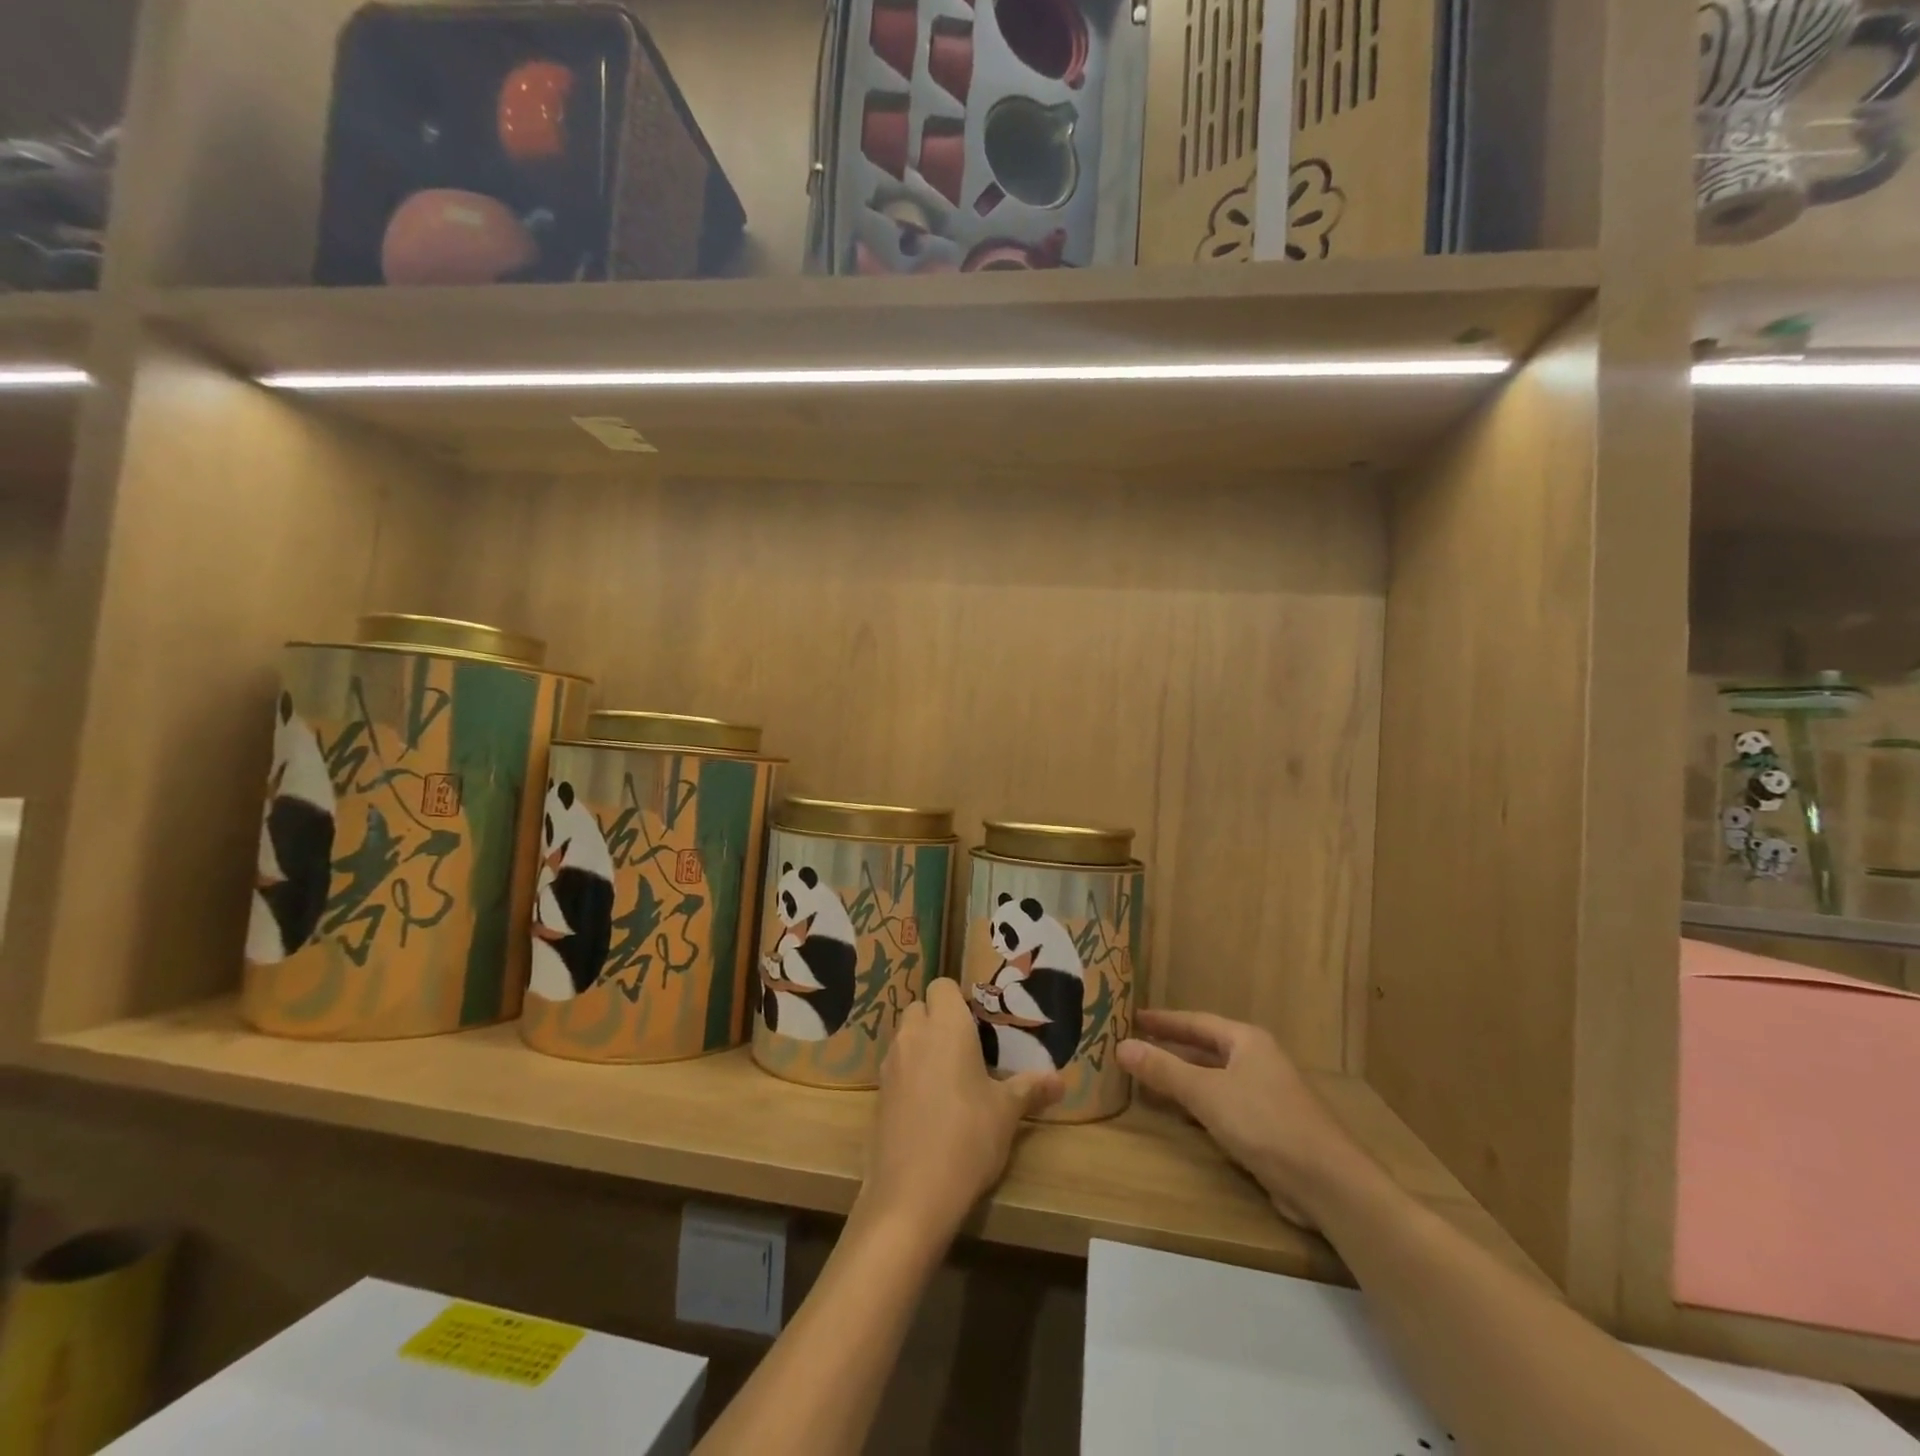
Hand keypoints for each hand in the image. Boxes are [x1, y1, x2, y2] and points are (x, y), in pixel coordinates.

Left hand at [861, 979, 1063, 1238]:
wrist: (911, 1194)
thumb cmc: (967, 1138)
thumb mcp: (1007, 1112)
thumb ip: (1031, 1089)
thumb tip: (1060, 1080)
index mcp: (945, 1025)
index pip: (942, 986)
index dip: (959, 999)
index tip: (980, 1023)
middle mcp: (913, 1035)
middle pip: (920, 1008)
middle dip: (940, 1020)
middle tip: (969, 1049)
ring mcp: (890, 1064)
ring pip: (906, 1037)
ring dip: (924, 1046)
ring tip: (952, 1078)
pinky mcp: (878, 1094)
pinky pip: (896, 1068)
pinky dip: (911, 1074)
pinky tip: (931, 1106)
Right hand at [1119, 1010, 1371, 1228]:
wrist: (1329, 1185)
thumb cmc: (1266, 1124)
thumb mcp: (1207, 1094)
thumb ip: (1164, 1070)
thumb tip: (1120, 1046)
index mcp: (1247, 1041)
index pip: (1196, 1022)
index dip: (1163, 1021)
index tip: (1133, 1017)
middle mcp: (1258, 1060)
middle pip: (1205, 1048)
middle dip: (1171, 1048)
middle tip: (1134, 1045)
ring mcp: (1266, 1094)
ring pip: (1214, 1078)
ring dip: (1183, 1077)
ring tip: (1148, 1077)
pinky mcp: (1269, 1127)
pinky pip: (1223, 1104)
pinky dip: (1198, 1104)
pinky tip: (1181, 1114)